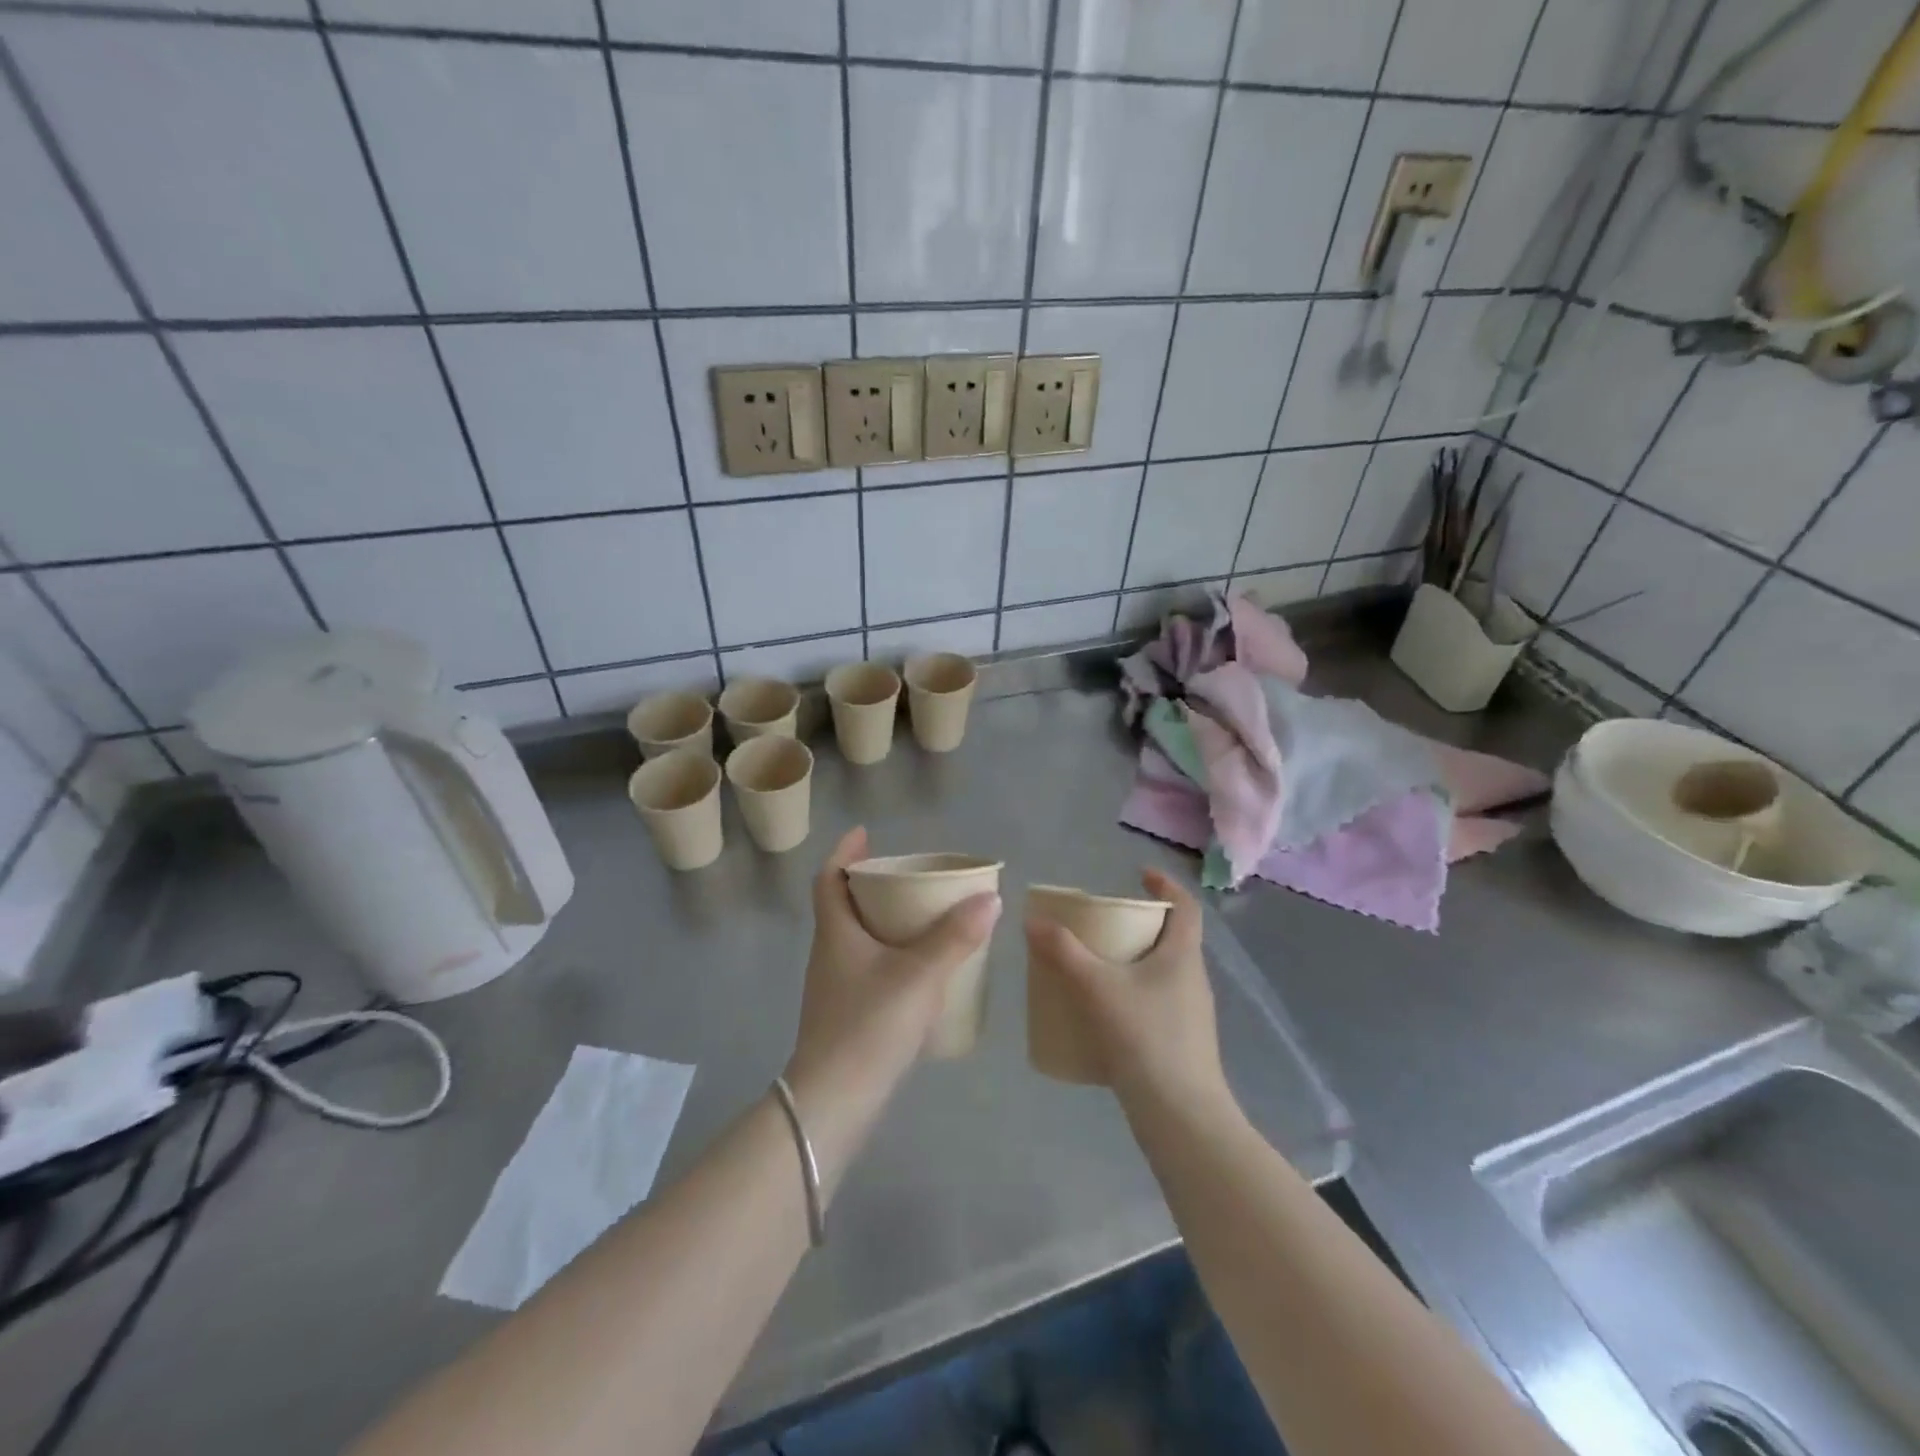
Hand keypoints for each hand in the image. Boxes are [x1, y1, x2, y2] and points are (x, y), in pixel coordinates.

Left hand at [785, 827, 1000, 1125]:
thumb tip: (990, 898)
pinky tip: (920, 967)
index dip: (844, 852)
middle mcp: (830, 953)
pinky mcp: (847, 1013)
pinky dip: (890, 954)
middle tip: (908, 875)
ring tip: (921, 916)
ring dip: (883, 920)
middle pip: (844, 906)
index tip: (865, 834)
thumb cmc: (869, 1025)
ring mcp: (835, 986)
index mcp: (836, 933)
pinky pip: (869, 966)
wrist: (834, 1102)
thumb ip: (955, 937)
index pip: (828, 879)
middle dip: (872, 885)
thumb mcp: (919, 975)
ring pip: (857, 938)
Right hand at [1025, 870, 1228, 1114]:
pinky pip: (1156, 1001)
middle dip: (1139, 923)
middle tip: (1103, 922)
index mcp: (1183, 955)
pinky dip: (1132, 993)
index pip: (1185, 906)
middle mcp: (1193, 978)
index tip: (1139, 875)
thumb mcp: (1097, 988)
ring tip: (1096, 963)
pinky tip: (1103, 1011)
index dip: (1166, 884)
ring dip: (1134, 960)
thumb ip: (1063, 952)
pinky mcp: (1181, 1041)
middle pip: (1172, 937)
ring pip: (1162, 971)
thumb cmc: (1146, 1038)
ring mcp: (1191, 1013)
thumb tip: (1032, 919)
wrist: (1181, 1116)